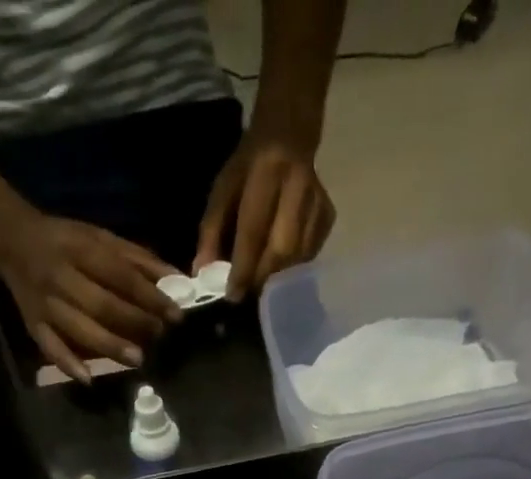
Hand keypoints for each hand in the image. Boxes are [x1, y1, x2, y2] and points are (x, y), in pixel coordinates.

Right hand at [0, 209, 183, 381]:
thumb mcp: (100, 237)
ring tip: (138, 359)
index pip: (121, 276)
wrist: (12, 240)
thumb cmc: (66, 241)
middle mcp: (61, 276)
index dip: (150, 296)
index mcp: (80, 249)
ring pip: (80, 328)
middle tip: (158, 336)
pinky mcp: (33, 324)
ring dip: (110, 346)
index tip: (175, 315)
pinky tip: (88, 379)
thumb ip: (137, 258)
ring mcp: (45, 303)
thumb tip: (177, 277)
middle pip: (102, 304)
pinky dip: (68, 364)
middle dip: (134, 322)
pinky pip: (50, 347)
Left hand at [194, 132, 334, 299]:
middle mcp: (297, 185)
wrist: (290, 130)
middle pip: (281, 249)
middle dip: (262, 278)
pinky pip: (310, 253)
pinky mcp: (328, 213)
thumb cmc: (249, 165)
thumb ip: (211, 230)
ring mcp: (317, 200)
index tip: (233, 296)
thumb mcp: (223, 188)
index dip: (242, 268)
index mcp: (266, 172)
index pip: (254, 230)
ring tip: (262, 284)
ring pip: (298, 256)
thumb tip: (202, 272)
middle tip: (248, 295)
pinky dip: (293, 267)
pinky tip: (281, 266)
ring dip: (278, 277)